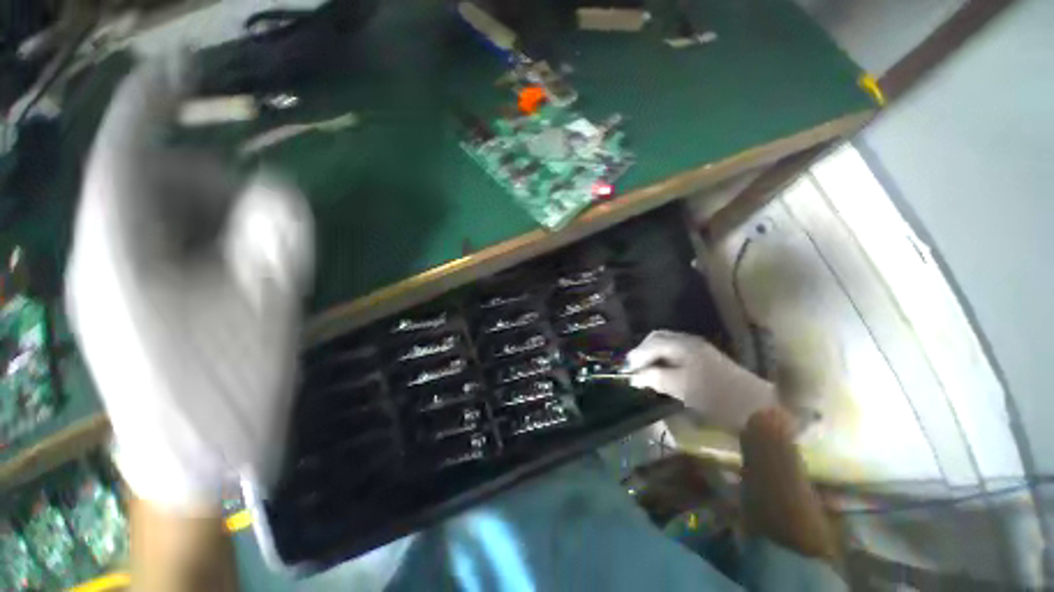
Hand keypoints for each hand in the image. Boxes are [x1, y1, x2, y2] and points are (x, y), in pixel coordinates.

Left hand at [65, 56, 313, 513]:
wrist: (195, 456)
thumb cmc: (225, 388)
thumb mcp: (265, 309)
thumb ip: (276, 243)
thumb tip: (283, 193)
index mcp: (121, 258)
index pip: (125, 155)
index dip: (151, 104)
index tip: (182, 67)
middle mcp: (106, 260)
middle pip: (148, 184)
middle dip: (207, 182)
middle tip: (262, 213)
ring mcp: (116, 283)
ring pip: (157, 215)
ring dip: (211, 215)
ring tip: (255, 250)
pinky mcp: (136, 303)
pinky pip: (165, 245)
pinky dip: (205, 240)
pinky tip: (236, 269)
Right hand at [625, 330, 776, 432]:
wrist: (755, 407)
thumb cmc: (715, 396)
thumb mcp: (680, 387)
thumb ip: (654, 378)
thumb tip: (634, 377)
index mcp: (682, 345)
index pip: (651, 344)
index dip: (636, 356)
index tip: (627, 371)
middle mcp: (688, 341)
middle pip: (657, 339)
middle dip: (643, 352)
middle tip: (634, 368)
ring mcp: (698, 347)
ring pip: (667, 344)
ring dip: (653, 354)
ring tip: (646, 371)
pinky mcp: (704, 357)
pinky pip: (676, 351)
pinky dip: (664, 358)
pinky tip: (664, 371)